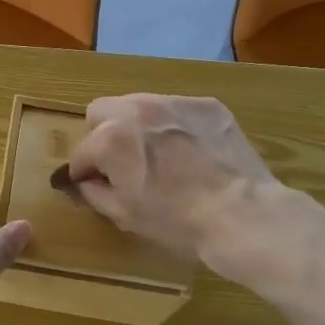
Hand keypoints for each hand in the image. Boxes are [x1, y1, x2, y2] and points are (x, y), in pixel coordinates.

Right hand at [66, 94, 293, 283]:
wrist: (243, 215)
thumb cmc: (178, 222)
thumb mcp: (125, 215)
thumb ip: (93, 193)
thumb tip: (84, 182)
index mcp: (110, 139)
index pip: (81, 152)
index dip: (84, 173)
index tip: (94, 186)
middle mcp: (137, 110)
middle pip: (101, 111)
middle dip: (102, 135)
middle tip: (121, 163)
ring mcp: (175, 103)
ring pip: (139, 104)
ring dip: (137, 125)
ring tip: (158, 154)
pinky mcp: (207, 105)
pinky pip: (176, 108)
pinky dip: (174, 125)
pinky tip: (190, 151)